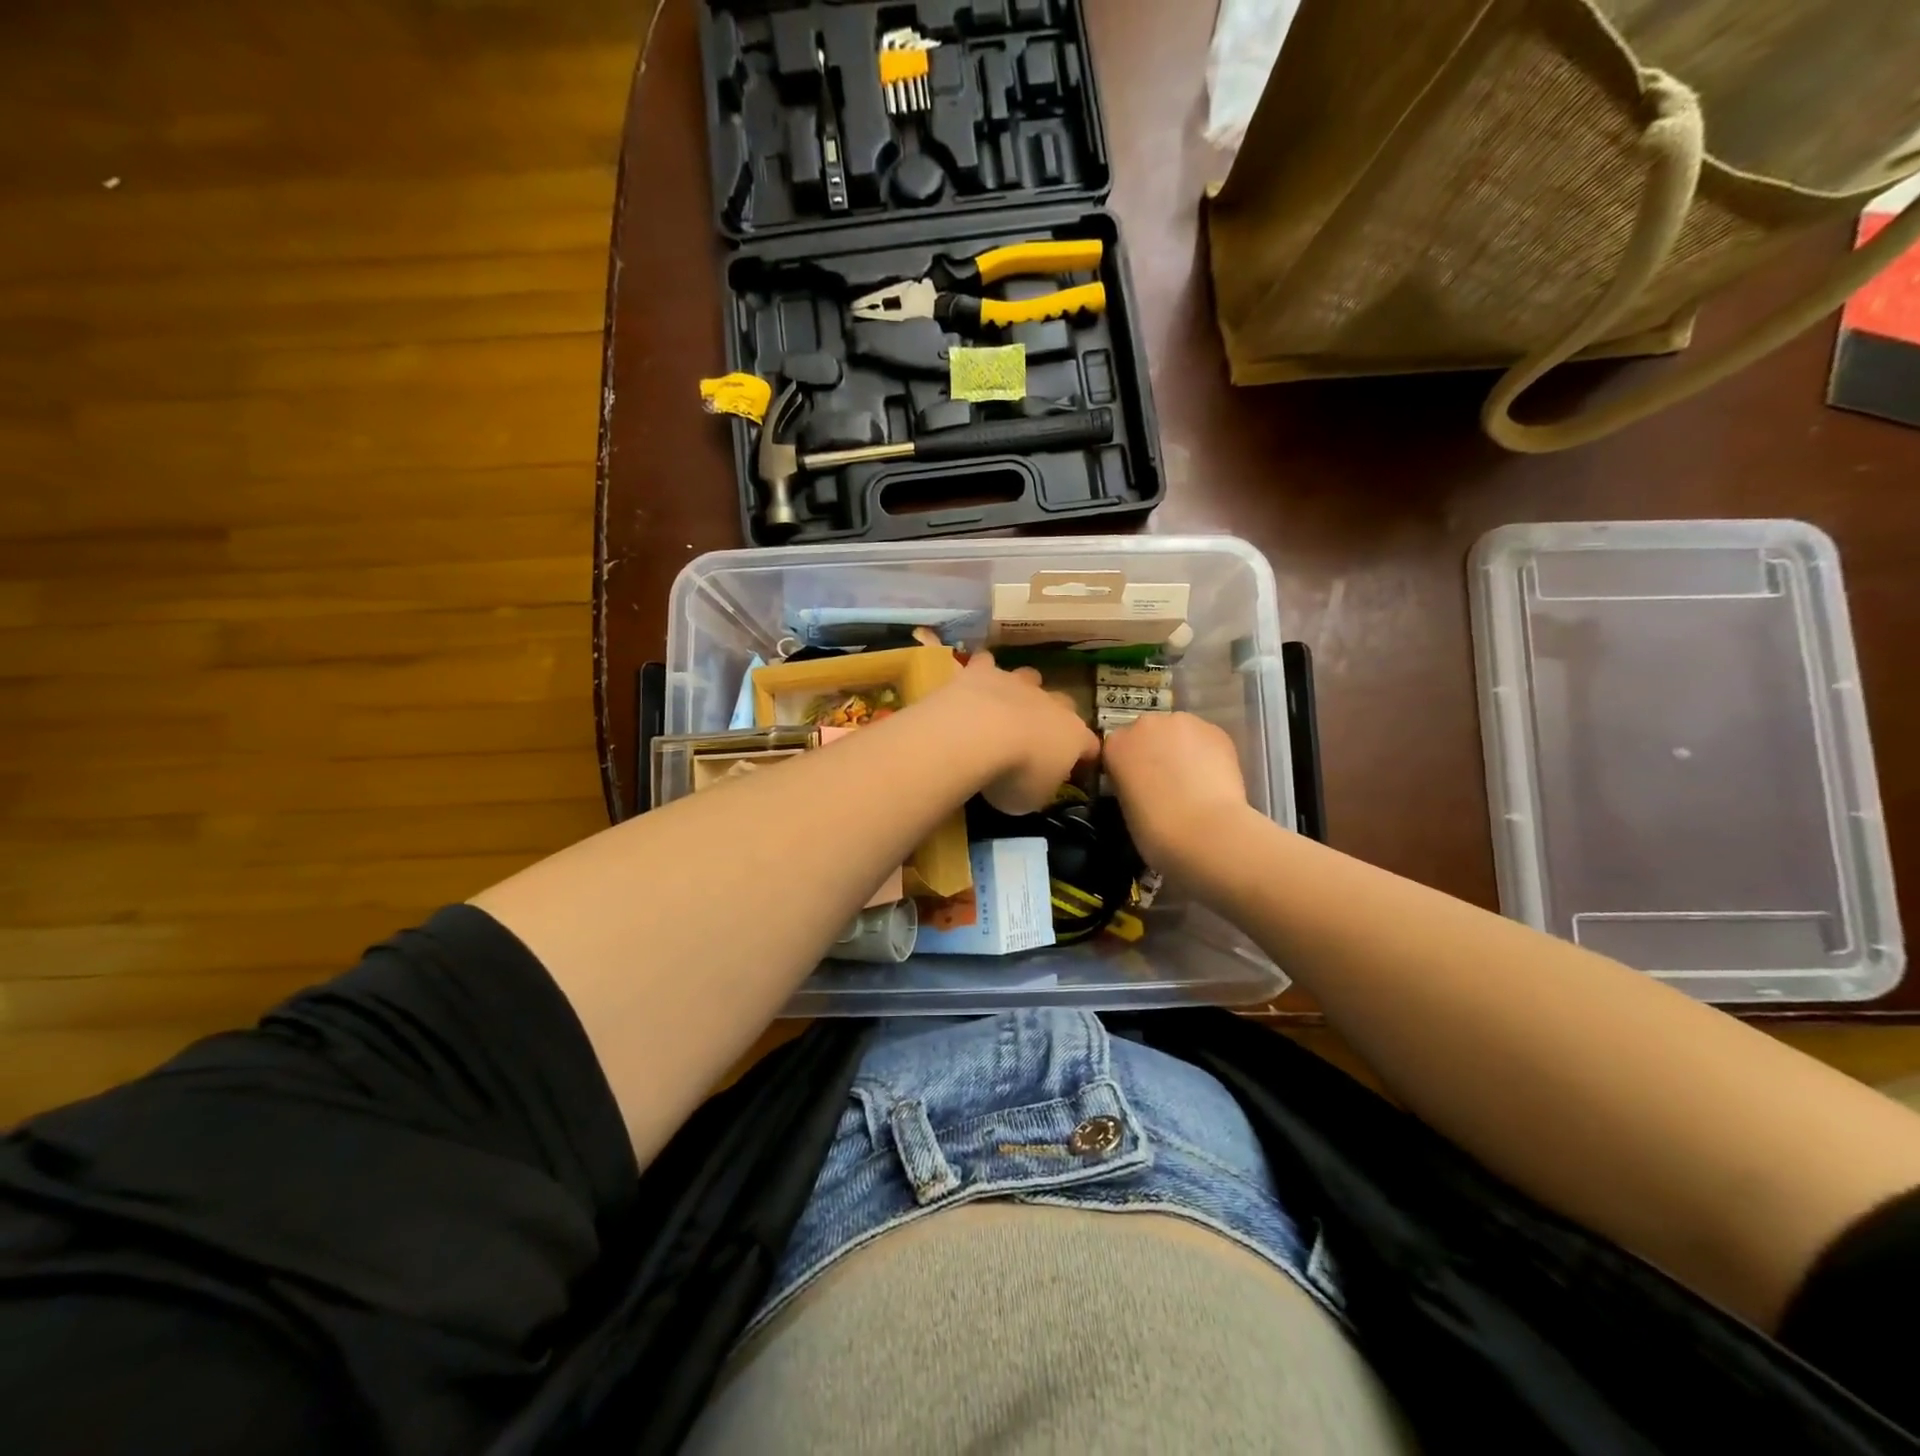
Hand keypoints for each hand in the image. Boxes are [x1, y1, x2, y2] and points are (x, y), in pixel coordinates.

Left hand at [938, 651, 1098, 814]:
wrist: (978, 735)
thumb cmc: (1015, 775)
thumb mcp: (1033, 799)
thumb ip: (1042, 787)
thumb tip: (1039, 783)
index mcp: (1073, 736)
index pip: (1090, 745)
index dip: (1085, 755)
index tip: (1078, 766)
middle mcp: (1051, 704)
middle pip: (1065, 704)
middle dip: (1055, 717)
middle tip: (1037, 736)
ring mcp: (1018, 683)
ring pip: (1030, 677)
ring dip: (1022, 689)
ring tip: (1006, 706)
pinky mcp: (983, 672)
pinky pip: (986, 665)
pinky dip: (982, 672)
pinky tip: (972, 683)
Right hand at [1101, 711, 1250, 869]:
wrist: (1205, 831)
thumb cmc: (1155, 830)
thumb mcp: (1125, 806)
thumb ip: (1129, 783)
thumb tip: (1142, 782)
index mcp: (1115, 744)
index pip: (1116, 748)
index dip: (1127, 766)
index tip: (1136, 785)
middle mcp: (1144, 724)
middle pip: (1147, 733)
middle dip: (1154, 751)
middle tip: (1165, 782)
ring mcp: (1181, 723)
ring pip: (1178, 732)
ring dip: (1181, 749)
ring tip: (1193, 780)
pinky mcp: (1214, 729)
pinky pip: (1205, 738)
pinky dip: (1207, 753)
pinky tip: (1212, 777)